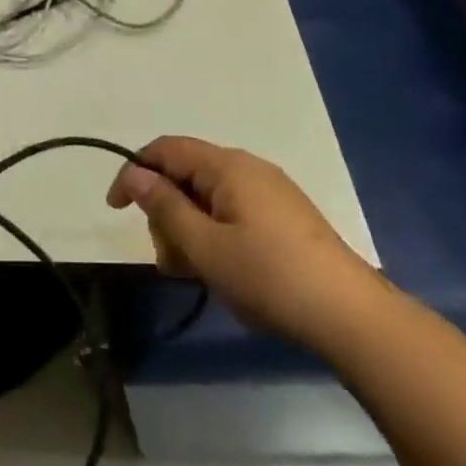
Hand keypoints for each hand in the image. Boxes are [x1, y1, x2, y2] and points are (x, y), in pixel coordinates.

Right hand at [107, 136, 378, 342]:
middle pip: (186, 175)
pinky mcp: (284, 217)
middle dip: (166, 213)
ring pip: (208, 198)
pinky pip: (232, 213)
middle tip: (168, 260)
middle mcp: (248, 168)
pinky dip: (213, 235)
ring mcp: (270, 192)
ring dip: (188, 230)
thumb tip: (135, 173)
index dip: (134, 172)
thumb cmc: (268, 276)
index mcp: (227, 166)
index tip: (115, 209)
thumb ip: (164, 206)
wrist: (350, 315)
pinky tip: (219, 271)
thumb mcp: (205, 245)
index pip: (166, 150)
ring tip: (193, 275)